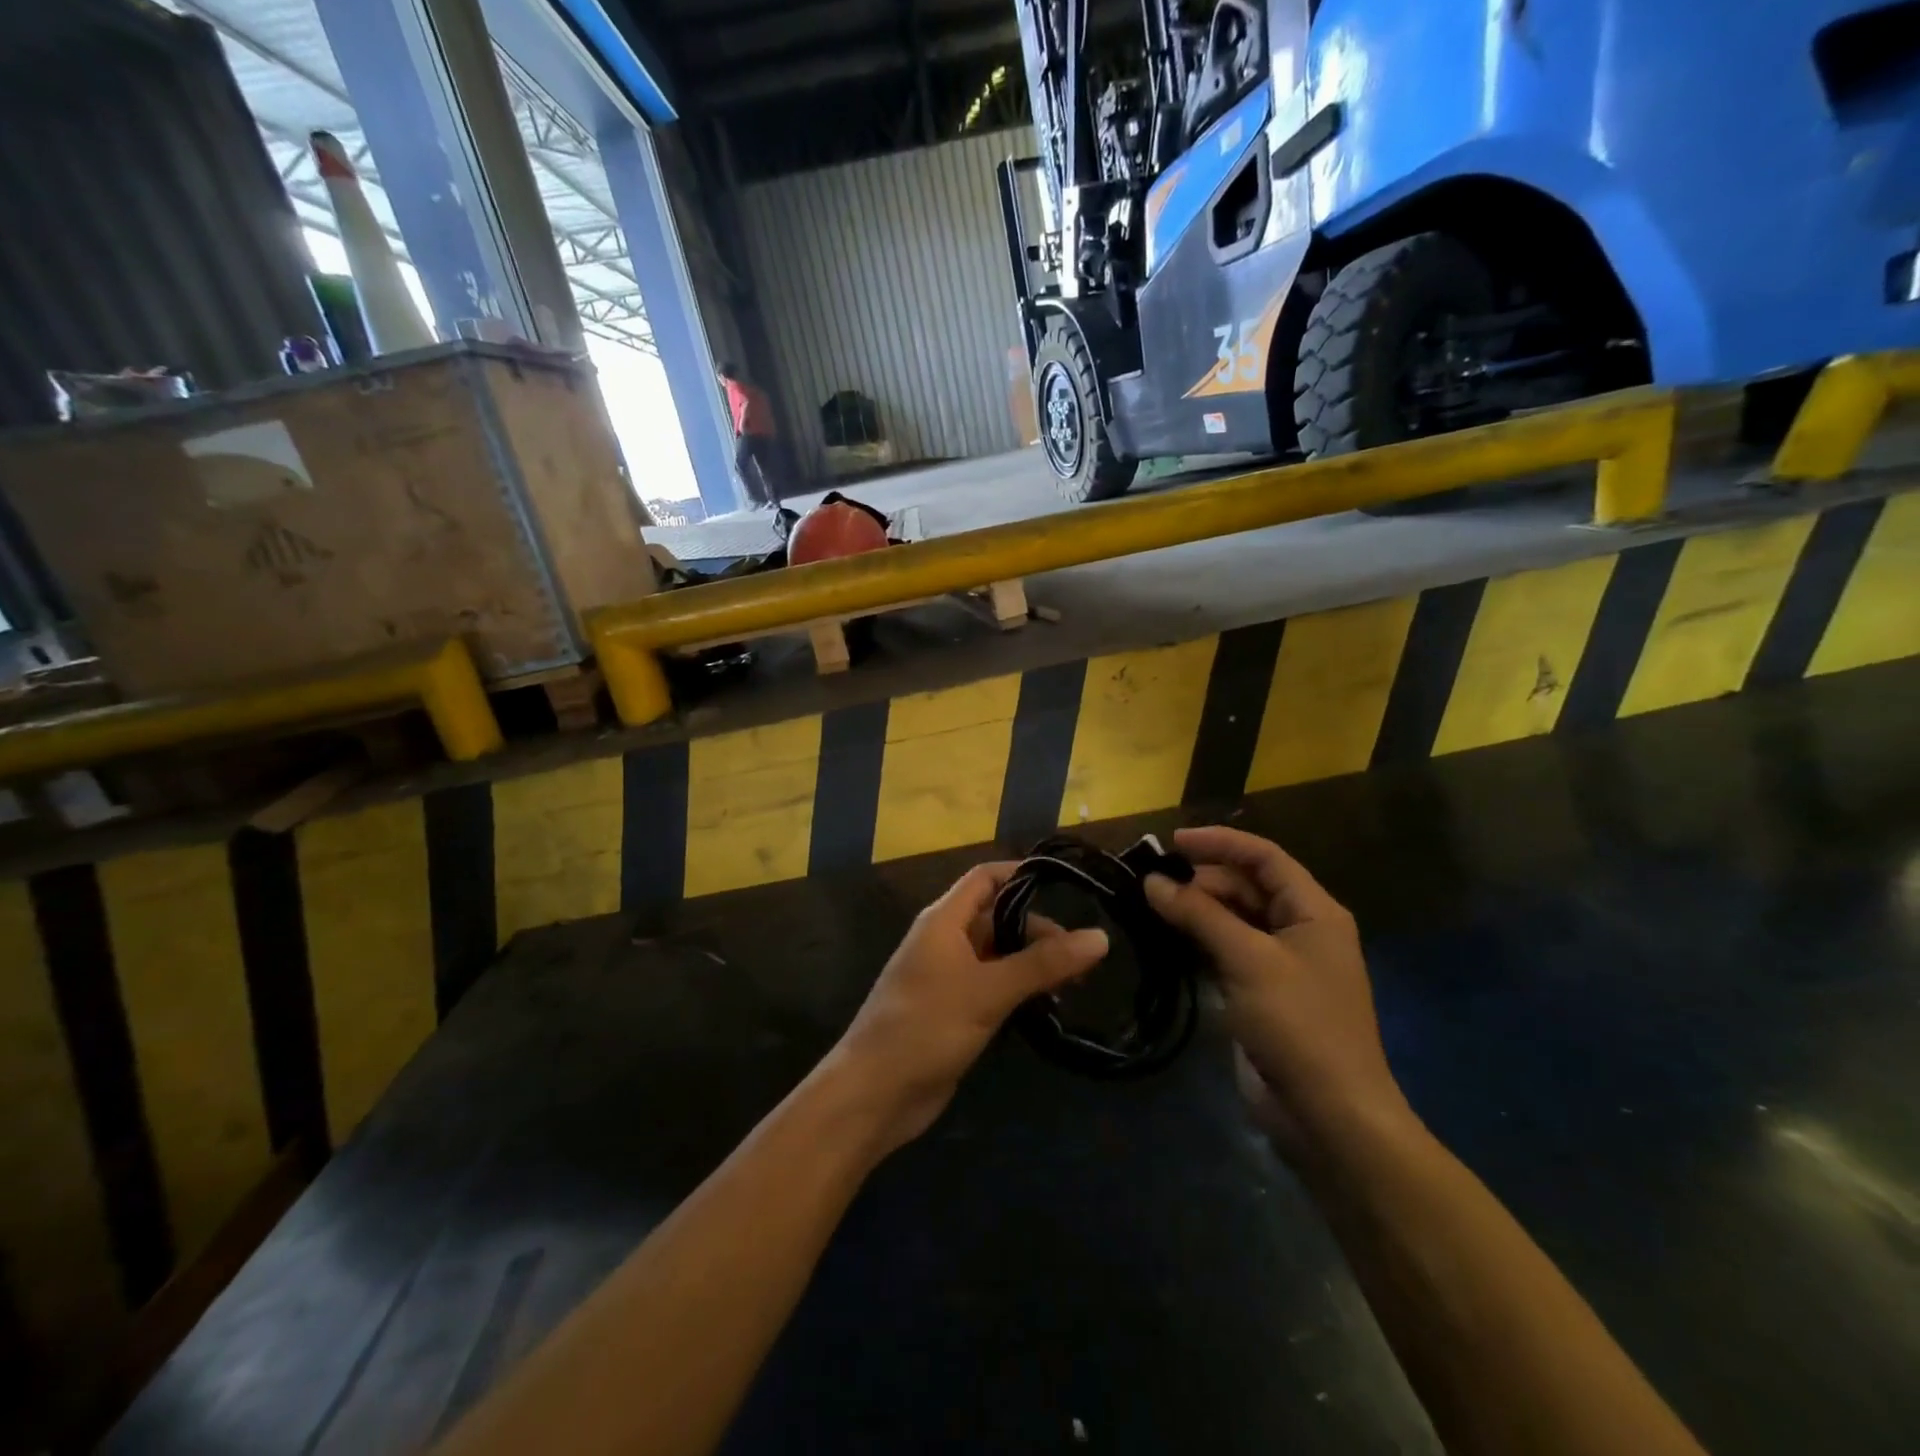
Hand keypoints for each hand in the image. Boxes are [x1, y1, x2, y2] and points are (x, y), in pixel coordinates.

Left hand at [830, 863, 1109, 1154]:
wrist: (874, 1094)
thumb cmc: (926, 1026)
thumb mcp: (988, 990)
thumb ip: (1042, 963)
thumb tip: (1100, 937)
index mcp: (944, 920)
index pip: (986, 878)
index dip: (1023, 875)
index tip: (1068, 886)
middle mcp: (946, 941)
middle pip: (998, 918)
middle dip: (1039, 930)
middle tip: (1084, 956)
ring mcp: (948, 977)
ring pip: (998, 955)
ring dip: (1033, 963)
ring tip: (1076, 985)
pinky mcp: (954, 1010)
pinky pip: (993, 986)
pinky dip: (1019, 990)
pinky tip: (1049, 1008)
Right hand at [1143, 827, 1409, 1162]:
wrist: (1329, 1115)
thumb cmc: (1298, 1025)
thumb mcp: (1247, 960)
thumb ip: (1199, 915)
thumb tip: (1152, 882)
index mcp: (1314, 911)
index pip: (1264, 857)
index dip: (1220, 843)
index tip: (1172, 843)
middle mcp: (1301, 930)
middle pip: (1247, 886)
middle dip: (1202, 879)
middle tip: (1151, 882)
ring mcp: (1282, 964)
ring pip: (1234, 919)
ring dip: (1197, 910)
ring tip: (1150, 906)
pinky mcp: (1263, 993)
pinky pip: (1228, 952)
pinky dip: (1200, 941)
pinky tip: (1167, 940)